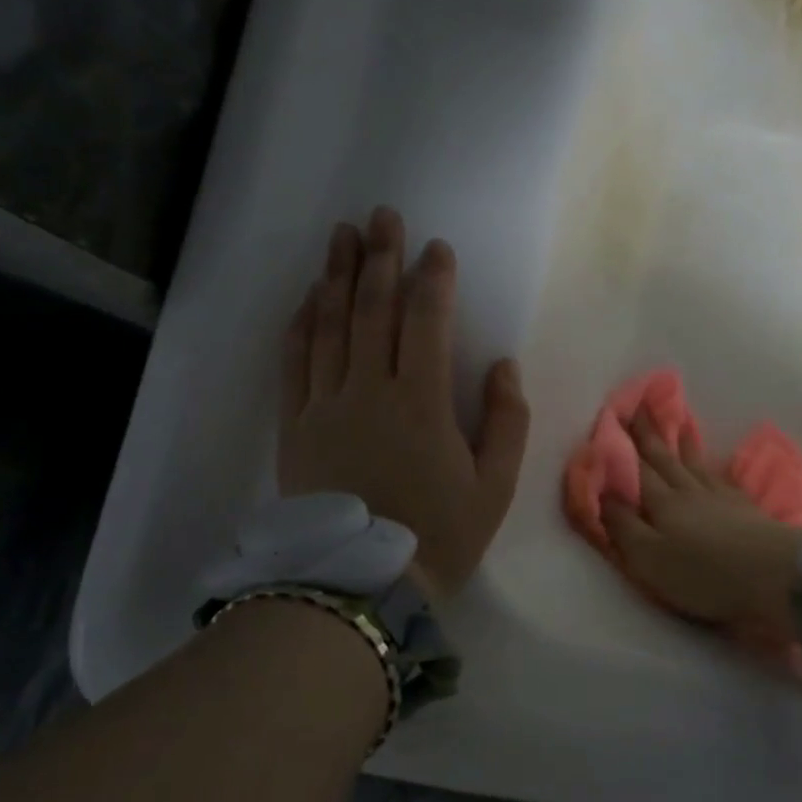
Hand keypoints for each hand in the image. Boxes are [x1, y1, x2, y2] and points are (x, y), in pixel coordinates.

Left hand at [279, 208, 529, 597]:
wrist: (359, 586)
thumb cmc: (439, 534)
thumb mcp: (495, 486)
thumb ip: (507, 421)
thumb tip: (501, 365)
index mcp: (422, 401)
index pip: (426, 321)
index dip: (433, 279)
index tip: (437, 248)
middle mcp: (369, 390)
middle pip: (373, 309)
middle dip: (381, 258)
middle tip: (382, 215)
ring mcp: (325, 405)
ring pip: (330, 325)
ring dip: (338, 276)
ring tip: (343, 236)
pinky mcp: (296, 426)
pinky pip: (295, 362)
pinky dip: (302, 323)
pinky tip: (309, 296)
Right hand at [603, 414, 801, 628]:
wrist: (773, 575)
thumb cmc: (702, 573)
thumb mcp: (648, 558)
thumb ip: (622, 525)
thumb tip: (601, 492)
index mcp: (661, 503)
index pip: (635, 469)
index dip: (622, 446)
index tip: (612, 417)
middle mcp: (687, 491)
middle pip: (664, 459)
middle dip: (648, 434)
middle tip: (640, 406)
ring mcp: (718, 497)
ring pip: (693, 463)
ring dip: (682, 442)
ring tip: (679, 420)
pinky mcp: (743, 508)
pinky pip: (719, 476)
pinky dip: (710, 465)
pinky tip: (711, 463)